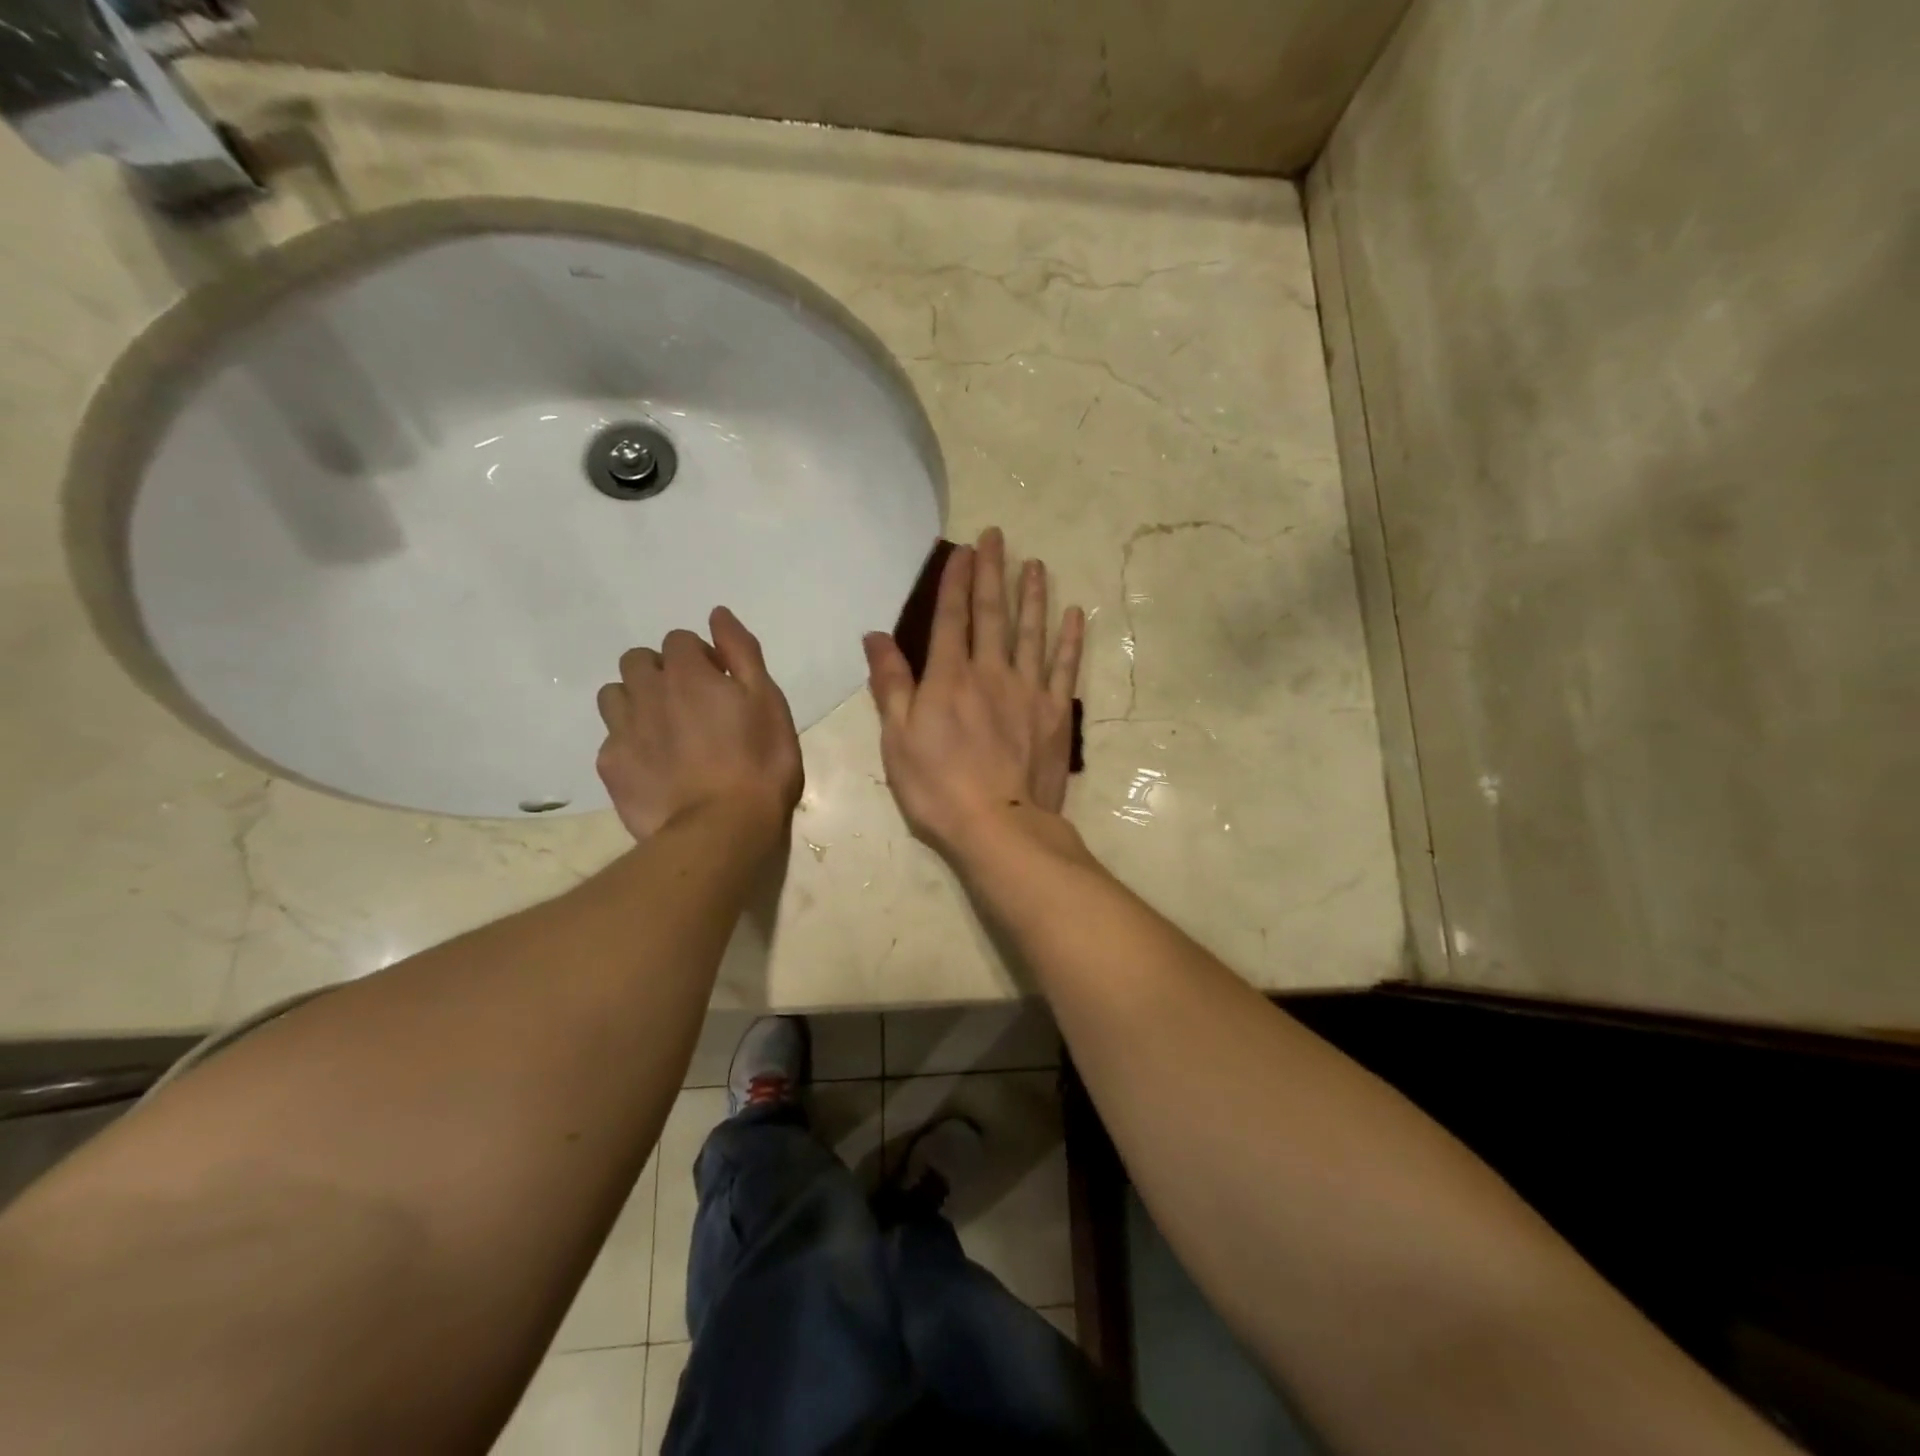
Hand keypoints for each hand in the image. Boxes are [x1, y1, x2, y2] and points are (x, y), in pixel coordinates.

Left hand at [596, 607, 802, 845]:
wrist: (722, 828)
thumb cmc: (760, 762)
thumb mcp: (768, 701)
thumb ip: (741, 652)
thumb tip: (717, 614)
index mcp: (688, 673)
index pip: (680, 640)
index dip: (701, 657)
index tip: (720, 683)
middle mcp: (647, 692)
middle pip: (638, 660)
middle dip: (660, 672)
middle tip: (690, 704)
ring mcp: (623, 730)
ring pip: (615, 695)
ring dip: (636, 701)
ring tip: (665, 730)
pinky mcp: (611, 766)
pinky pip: (611, 738)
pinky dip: (629, 741)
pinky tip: (654, 765)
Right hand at [863, 527, 1084, 864]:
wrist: (998, 826)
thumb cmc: (937, 787)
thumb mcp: (897, 739)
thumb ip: (891, 684)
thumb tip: (876, 636)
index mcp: (949, 678)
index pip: (951, 617)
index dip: (956, 581)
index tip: (964, 550)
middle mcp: (990, 672)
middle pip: (993, 614)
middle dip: (993, 573)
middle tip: (998, 537)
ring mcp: (1028, 691)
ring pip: (1032, 632)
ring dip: (1033, 596)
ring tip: (1035, 564)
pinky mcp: (1055, 713)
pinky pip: (1065, 668)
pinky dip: (1070, 640)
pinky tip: (1074, 615)